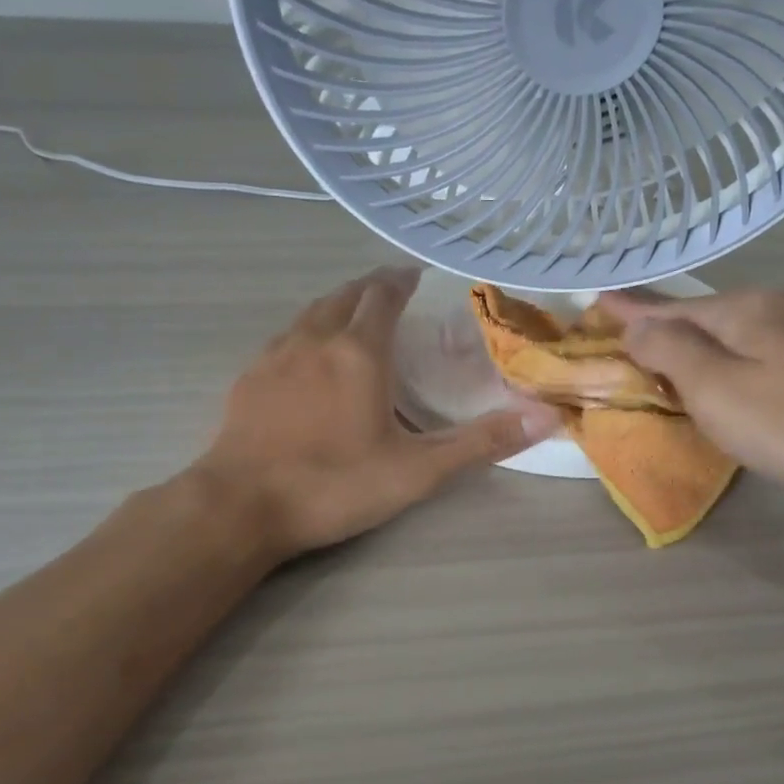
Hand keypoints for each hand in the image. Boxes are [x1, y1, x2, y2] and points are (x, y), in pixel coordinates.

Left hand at [197, 268, 556, 558]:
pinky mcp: (249, 377)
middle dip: (372, 287)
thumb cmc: (334, 484)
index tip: (418, 276)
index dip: (402, 280)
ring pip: (311, 311)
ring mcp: (275, 355)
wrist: (239, 507)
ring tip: (356, 316)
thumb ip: (481, 442)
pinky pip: (286, 336)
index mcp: (359, 352)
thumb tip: (545, 417)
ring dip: (339, 304)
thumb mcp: (418, 471)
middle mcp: (315, 339)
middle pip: (345, 295)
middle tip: (395, 293)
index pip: (383, 294)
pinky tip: (310, 356)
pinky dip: (308, 330)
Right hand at [596, 288, 783, 498]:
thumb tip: (638, 324)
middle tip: (633, 342)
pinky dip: (736, 357)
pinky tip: (737, 375)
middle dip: (668, 329)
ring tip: (675, 362)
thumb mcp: (716, 390)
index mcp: (746, 307)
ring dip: (702, 345)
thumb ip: (670, 351)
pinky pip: (765, 347)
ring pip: (738, 331)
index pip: (673, 307)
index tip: (599, 301)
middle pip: (706, 316)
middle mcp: (779, 303)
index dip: (633, 311)